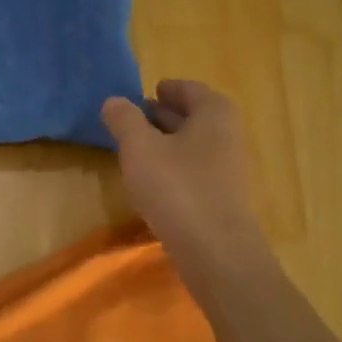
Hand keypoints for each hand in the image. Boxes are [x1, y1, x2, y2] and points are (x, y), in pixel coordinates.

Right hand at [102, 80, 264, 271]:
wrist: (216, 252)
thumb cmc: (177, 189)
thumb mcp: (139, 148)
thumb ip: (124, 120)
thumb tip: (114, 101)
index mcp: (213, 113)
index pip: (188, 89)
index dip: (165, 89)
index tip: (144, 92)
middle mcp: (227, 135)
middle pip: (193, 116)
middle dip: (163, 115)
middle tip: (132, 118)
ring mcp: (227, 169)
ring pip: (192, 145)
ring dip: (166, 142)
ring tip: (135, 148)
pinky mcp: (221, 197)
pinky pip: (194, 170)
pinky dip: (173, 167)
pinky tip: (151, 181)